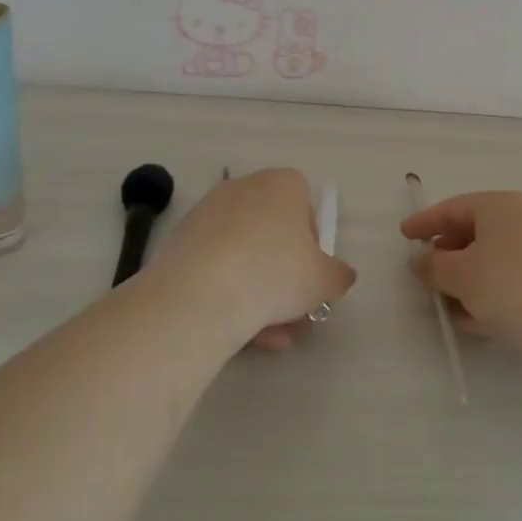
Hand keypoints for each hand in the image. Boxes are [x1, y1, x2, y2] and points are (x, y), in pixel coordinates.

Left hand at [163, 168, 355, 351]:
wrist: (201, 293)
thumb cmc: (275, 273)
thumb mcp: (324, 280)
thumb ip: (338, 275)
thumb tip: (340, 275)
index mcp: (282, 184)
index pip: (304, 204)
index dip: (311, 241)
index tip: (310, 273)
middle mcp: (244, 187)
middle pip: (271, 231)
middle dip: (283, 273)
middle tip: (291, 310)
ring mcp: (208, 212)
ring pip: (243, 253)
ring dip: (257, 291)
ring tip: (268, 336)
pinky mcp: (181, 240)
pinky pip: (215, 266)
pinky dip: (228, 293)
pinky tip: (238, 332)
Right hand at [401, 190, 521, 358]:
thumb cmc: (511, 285)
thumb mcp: (460, 275)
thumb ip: (433, 266)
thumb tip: (421, 262)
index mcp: (500, 205)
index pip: (453, 208)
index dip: (425, 222)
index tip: (404, 236)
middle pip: (474, 233)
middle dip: (446, 256)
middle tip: (425, 276)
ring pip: (492, 261)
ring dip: (466, 282)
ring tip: (446, 307)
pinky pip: (511, 282)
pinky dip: (489, 296)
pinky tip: (474, 322)